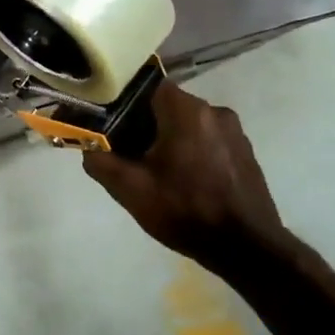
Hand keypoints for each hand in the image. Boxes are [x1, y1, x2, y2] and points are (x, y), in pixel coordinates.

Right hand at [83, 82, 286, 271]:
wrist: (246, 249)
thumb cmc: (184, 211)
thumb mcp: (130, 189)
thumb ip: (100, 161)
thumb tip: (88, 146)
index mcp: (187, 111)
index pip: (146, 86)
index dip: (123, 101)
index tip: (110, 123)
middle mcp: (214, 111)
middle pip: (167, 105)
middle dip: (144, 124)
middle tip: (126, 152)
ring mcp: (234, 132)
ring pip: (188, 124)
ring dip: (168, 139)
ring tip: (154, 170)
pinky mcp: (245, 153)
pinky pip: (207, 140)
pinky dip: (190, 152)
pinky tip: (182, 181)